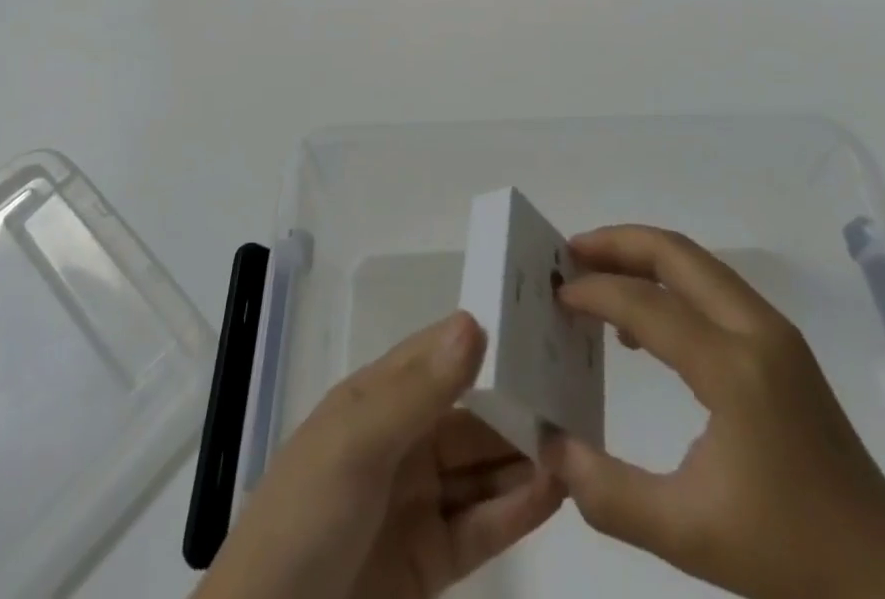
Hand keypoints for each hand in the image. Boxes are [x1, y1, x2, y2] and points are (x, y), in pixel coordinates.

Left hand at [195, 311, 564, 598]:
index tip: (538, 324)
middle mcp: (400, 442)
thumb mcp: (358, 443)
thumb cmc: (306, 516)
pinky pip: (481, 527)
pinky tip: (555, 491)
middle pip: (469, 416)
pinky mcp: (430, 562)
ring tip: (578, 441)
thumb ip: (419, 389)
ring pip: (481, 470)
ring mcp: (416, 503)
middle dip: (516, 406)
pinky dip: (517, 509)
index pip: (437, 357)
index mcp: (375, 400)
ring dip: (524, 457)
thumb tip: (474, 321)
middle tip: (576, 393)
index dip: (482, 341)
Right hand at [543, 226, 884, 598]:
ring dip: (644, 257)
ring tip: (598, 276)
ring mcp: (774, 331)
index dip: (595, 293)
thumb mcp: (688, 534)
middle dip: (617, 243)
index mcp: (733, 367)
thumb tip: (549, 448)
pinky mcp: (782, 344)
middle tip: (569, 253)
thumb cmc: (789, 555)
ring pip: (697, 263)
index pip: (646, 305)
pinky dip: (671, 282)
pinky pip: (714, 288)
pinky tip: (647, 327)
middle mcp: (756, 329)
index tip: (555, 296)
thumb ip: (608, 492)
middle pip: (675, 253)